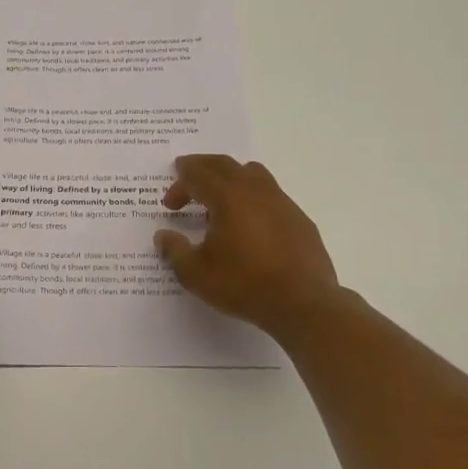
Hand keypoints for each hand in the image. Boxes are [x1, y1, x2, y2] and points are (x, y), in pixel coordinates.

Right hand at [154, 155, 343, 340]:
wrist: (304, 304)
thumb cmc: (245, 285)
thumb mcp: (196, 274)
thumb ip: (175, 251)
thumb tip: (163, 236)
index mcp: (227, 197)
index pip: (197, 176)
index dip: (179, 186)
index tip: (169, 205)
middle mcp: (255, 190)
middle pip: (224, 164)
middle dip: (201, 167)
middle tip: (186, 174)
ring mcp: (281, 202)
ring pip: (252, 173)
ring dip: (230, 177)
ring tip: (219, 196)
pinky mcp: (299, 218)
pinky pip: (271, 194)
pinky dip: (252, 197)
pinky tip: (250, 223)